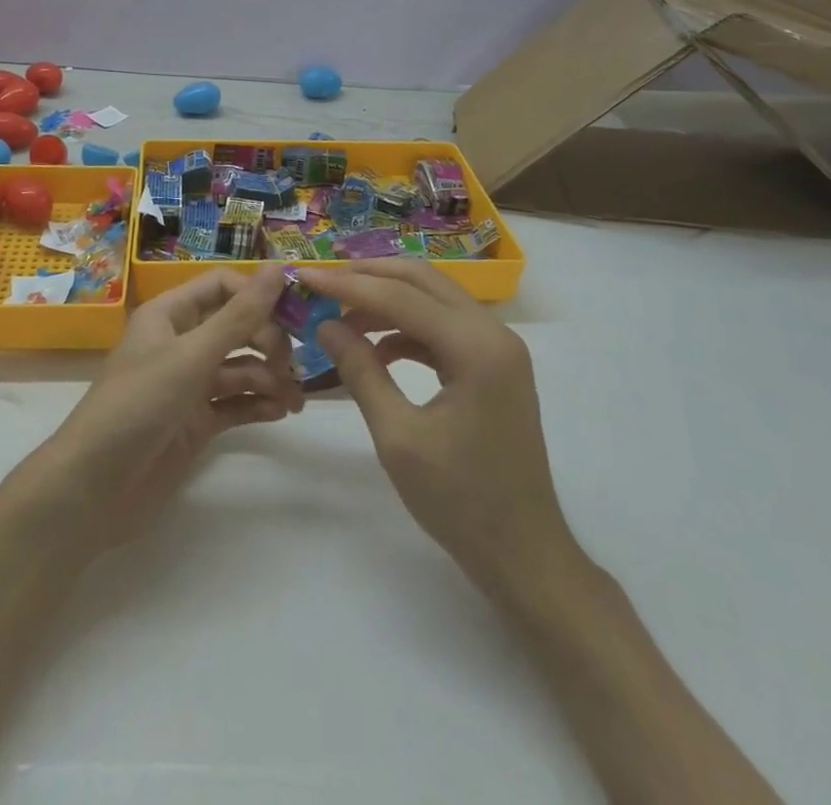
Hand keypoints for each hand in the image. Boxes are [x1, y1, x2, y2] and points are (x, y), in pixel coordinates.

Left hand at [37, 264, 300, 550]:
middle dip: (268, 341)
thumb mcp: (192, 355)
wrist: (93, 489)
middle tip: (292, 366)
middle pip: (236, 327)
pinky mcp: (195, 422)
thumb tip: (280, 267)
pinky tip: (280, 412)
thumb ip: (239, 315)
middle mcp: (180, 343)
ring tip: (294, 399)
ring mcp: (188, 385)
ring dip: (270, 378)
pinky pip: (235, 403)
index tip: (294, 313)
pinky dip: (258, 405)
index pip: (222, 286)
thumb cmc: (138, 405)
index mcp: (170, 315)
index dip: (257, 295)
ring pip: (240, 368)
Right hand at [305, 259, 575, 588]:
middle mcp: (494, 333)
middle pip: (423, 281)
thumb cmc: (461, 502)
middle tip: (324, 281)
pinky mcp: (494, 366)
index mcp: (476, 347)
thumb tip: (325, 325)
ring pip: (434, 299)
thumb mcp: (399, 437)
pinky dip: (408, 328)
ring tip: (341, 316)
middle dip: (370, 276)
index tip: (305, 276)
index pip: (401, 296)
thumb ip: (361, 372)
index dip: (348, 284)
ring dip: (388, 300)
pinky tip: (376, 349)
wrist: (525, 556)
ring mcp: (499, 348)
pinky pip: (444, 328)